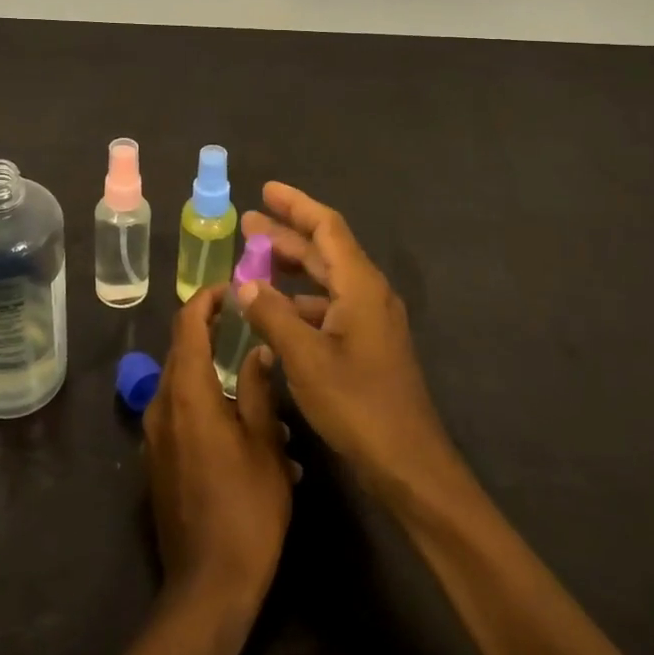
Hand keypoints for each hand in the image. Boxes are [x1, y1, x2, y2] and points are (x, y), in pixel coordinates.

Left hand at [143, 284, 293, 610]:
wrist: (207, 587)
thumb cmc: (246, 510)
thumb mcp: (265, 444)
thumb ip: (257, 389)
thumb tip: (257, 349)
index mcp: (188, 393)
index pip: (188, 325)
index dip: (207, 299)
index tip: (232, 289)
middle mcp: (162, 404)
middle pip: (181, 349)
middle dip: (209, 329)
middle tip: (244, 322)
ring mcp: (155, 434)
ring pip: (180, 380)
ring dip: (209, 368)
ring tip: (250, 375)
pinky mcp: (157, 458)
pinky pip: (178, 410)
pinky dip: (203, 399)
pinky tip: (238, 422)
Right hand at [238, 182, 457, 504]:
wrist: (409, 464)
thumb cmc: (357, 404)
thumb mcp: (306, 357)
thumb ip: (272, 315)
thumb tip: (244, 283)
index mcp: (360, 285)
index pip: (327, 227)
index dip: (296, 205)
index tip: (265, 190)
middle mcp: (369, 293)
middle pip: (325, 250)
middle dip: (285, 235)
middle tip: (245, 225)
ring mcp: (370, 320)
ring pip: (326, 279)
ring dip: (291, 269)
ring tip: (252, 264)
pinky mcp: (367, 345)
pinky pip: (329, 306)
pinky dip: (300, 301)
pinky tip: (274, 312)